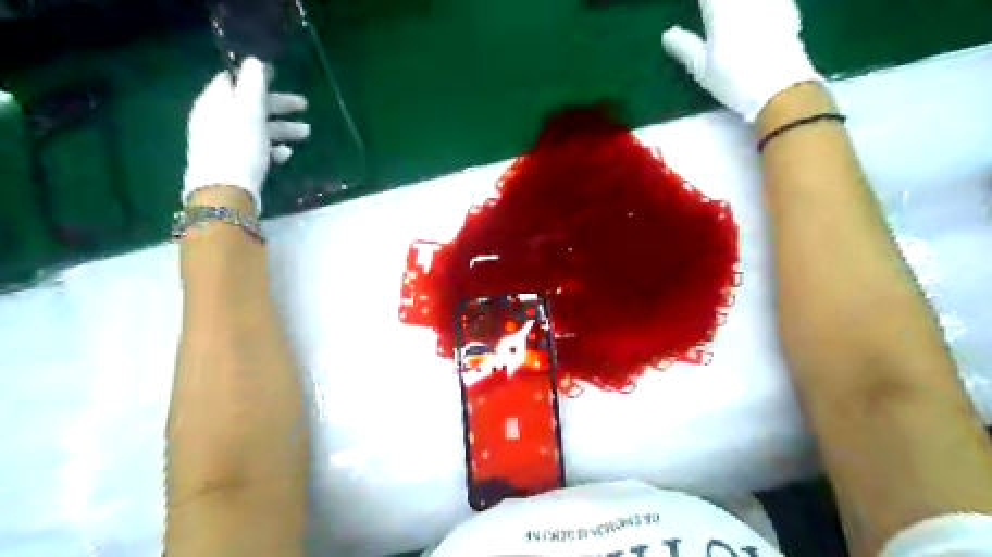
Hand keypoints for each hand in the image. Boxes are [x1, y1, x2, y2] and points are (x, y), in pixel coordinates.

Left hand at [180, 56, 311, 212]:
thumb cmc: (238, 147)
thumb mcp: (249, 111)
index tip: (279, 78)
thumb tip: (255, 61)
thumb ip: (253, 85)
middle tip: (305, 107)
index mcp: (216, 101)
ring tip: (306, 134)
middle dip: (279, 106)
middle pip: (250, 105)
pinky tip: (287, 154)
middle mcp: (217, 118)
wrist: (225, 191)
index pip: (233, 80)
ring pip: (257, 128)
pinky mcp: (235, 162)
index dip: (256, 77)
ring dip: (282, 129)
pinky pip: (256, 149)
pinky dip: (273, 148)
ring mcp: (225, 142)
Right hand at [660, 0, 825, 120]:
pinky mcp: (787, 6)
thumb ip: (685, 47)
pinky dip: (759, 7)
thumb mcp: (702, 69)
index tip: (697, 10)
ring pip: (747, 1)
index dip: (703, 3)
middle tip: (710, 12)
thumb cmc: (734, 79)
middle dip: (715, 3)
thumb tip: (668, 34)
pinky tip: (756, 14)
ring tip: (727, 15)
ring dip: (733, 7)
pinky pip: (772, 0)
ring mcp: (770, 0)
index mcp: (721, 7)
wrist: (781, 86)